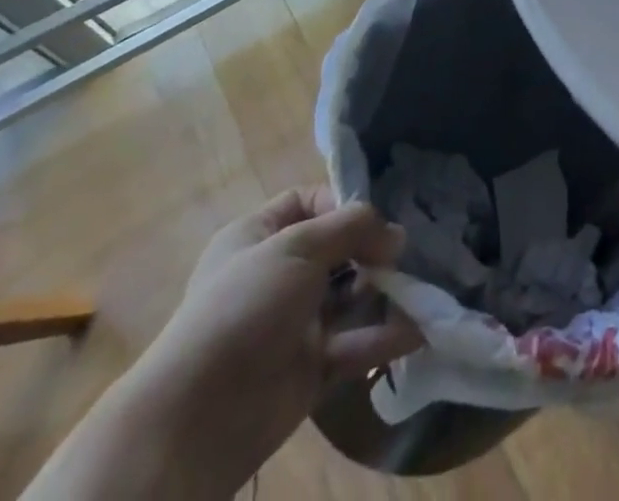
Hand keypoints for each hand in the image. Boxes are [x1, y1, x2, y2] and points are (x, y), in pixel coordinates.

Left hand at [28, 191, 420, 499]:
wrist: (199, 415)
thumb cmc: (246, 306)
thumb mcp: (300, 245)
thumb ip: (354, 227)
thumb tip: (396, 235)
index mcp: (256, 237)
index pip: (306, 201)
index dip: (341, 201)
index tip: (376, 213)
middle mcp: (274, 276)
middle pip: (335, 249)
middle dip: (372, 247)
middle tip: (404, 252)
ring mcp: (291, 324)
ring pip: (348, 297)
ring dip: (383, 291)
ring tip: (419, 285)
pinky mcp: (308, 368)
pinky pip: (353, 345)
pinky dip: (383, 338)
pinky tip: (418, 330)